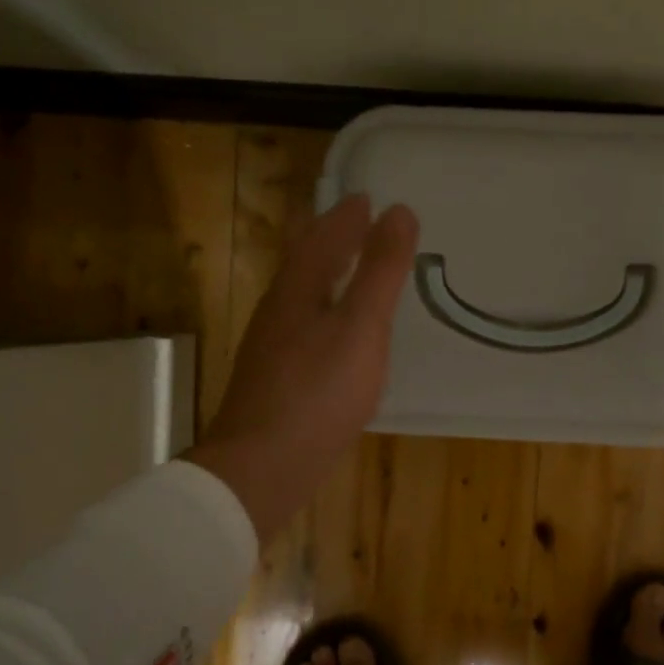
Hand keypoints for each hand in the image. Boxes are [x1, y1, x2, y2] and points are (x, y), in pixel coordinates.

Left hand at [186, 194, 417, 538]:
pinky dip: (325, 312)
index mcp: (297, 290)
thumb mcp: (361, 326)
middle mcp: (278, 311)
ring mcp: (273, 348)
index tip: (367, 198)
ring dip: (326, 275)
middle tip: (357, 224)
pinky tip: (336, 336)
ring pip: (302, 297)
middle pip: (304, 263)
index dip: (345, 216)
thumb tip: (399, 211)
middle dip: (330, 239)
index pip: (321, 237)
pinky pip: (304, 328)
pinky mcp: (276, 380)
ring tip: (351, 271)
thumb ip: (380, 270)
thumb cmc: (319, 391)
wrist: (264, 466)